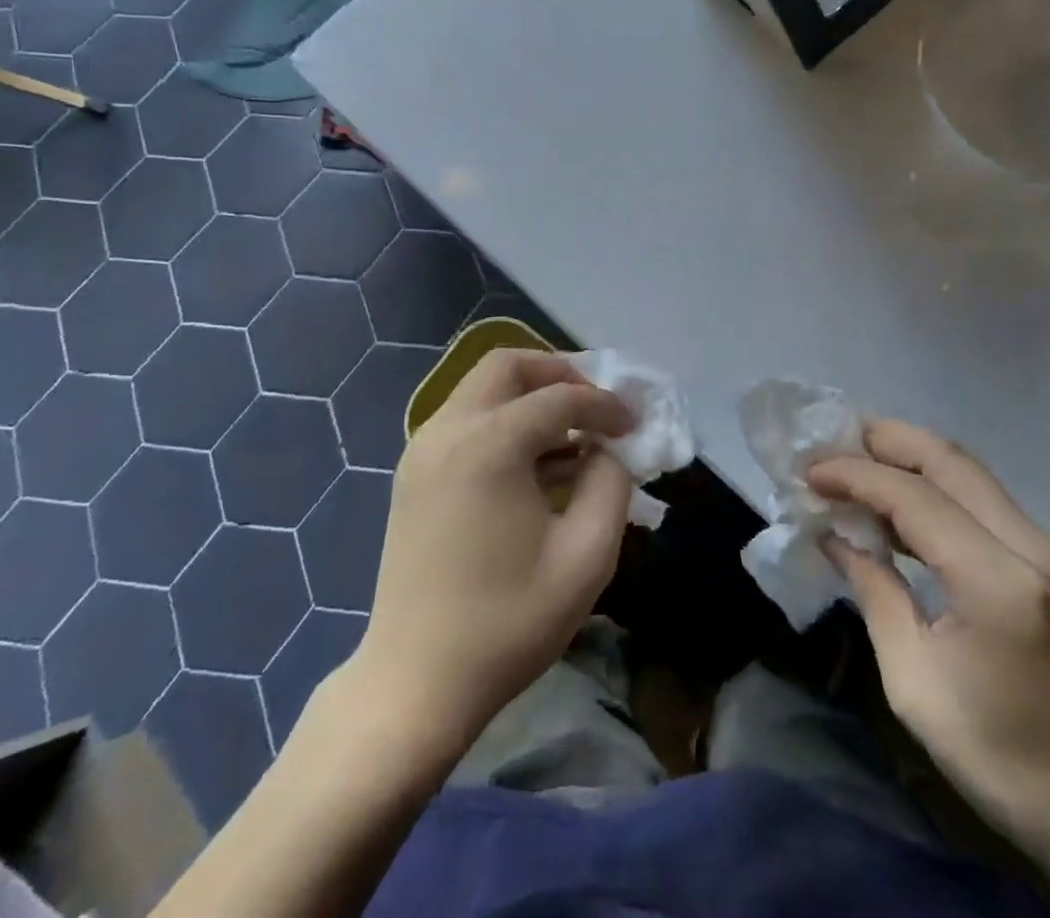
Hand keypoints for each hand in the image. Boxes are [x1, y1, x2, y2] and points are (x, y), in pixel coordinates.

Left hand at [351, 350, 635, 746]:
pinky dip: (505, 422)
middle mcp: (448, 430)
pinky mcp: (414, 474)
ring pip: (483, 390)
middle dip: (558, 374)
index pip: (560, 397)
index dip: (605, 405)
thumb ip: (611, 485)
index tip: (635, 424)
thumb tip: (607, 451)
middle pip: (507, 366)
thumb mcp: (586, 557)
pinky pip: (466, 421)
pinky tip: (536, 465)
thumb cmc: (507, 623)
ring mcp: (423, 450)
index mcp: (488, 444)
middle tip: (594, 406)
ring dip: (531, 397)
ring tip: (573, 437)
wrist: (415, 684)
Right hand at [808, 422, 1049, 876]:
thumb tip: (835, 538)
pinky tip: (899, 503)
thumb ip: (874, 593)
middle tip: (831, 440)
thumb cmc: (1003, 758)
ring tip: (855, 461)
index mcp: (997, 582)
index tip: (809, 472)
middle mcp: (1031, 546)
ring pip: (968, 472)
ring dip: (909, 457)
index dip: (855, 475)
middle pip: (949, 461)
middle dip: (886, 440)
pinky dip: (934, 486)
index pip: (914, 497)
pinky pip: (981, 499)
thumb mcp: (914, 684)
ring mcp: (1048, 549)